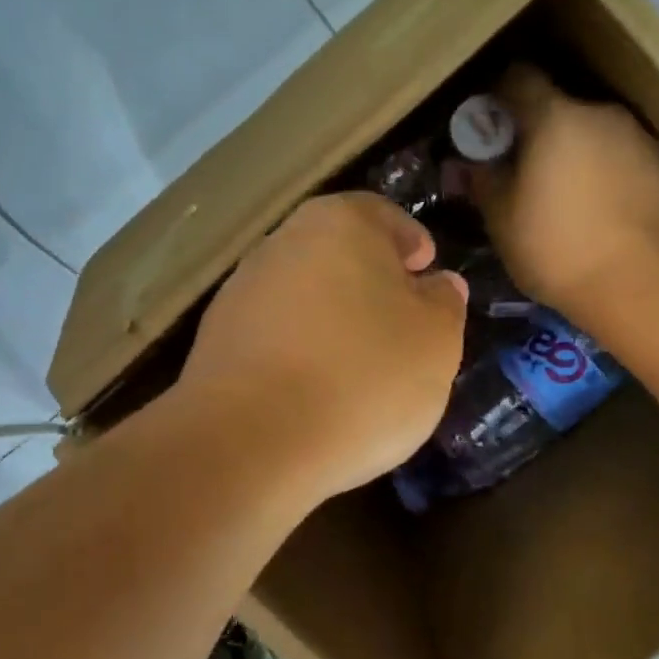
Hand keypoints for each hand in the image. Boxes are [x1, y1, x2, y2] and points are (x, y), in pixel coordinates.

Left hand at [177, 192, 468, 501]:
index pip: (384, 216)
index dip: (411, 243)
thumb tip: (439, 284)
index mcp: (340, 223)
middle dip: (370, 283)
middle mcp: (283, 243)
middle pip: (338, 254)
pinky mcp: (215, 341)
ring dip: (331, 319)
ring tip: (357, 368)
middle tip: (399, 324)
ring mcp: (241, 292)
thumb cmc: (363, 376)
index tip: (425, 271)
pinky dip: (298, 352)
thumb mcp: (435, 342)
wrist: (251, 441)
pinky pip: (274, 336)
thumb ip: (444, 304)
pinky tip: (314, 392)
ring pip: (304, 295)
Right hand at [475, 66, 658, 332]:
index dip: (496, 96)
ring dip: (572, 152)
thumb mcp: (502, 219)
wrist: (644, 283)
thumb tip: (466, 162)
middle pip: (558, 106)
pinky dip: (603, 171)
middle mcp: (600, 113)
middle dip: (536, 130)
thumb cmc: (558, 248)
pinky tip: (597, 209)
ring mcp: (638, 137)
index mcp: (555, 116)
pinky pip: (620, 156)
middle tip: (520, 169)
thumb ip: (482, 180)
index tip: (485, 124)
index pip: (517, 77)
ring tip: (562, 195)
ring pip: (592, 132)